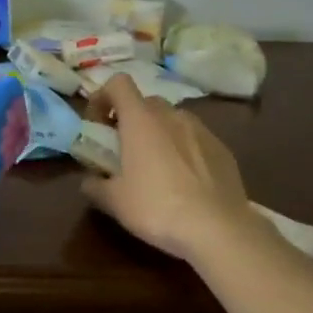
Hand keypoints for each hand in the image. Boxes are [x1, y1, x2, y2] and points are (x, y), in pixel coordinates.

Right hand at [82, 74, 255, 260]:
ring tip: (156, 166)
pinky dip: (183, 149)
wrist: (218, 230)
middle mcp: (171, 115)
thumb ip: (95, 185)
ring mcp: (201, 130)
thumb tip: (89, 181)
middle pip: (145, 102)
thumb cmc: (157, 208)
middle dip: (131, 119)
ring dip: (159, 133)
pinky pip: (195, 139)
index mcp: (141, 120)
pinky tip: (185, 181)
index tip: (98, 123)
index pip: (119, 83)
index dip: (103, 96)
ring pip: (172, 119)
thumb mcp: (114, 202)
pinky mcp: (223, 149)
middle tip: (124, 149)